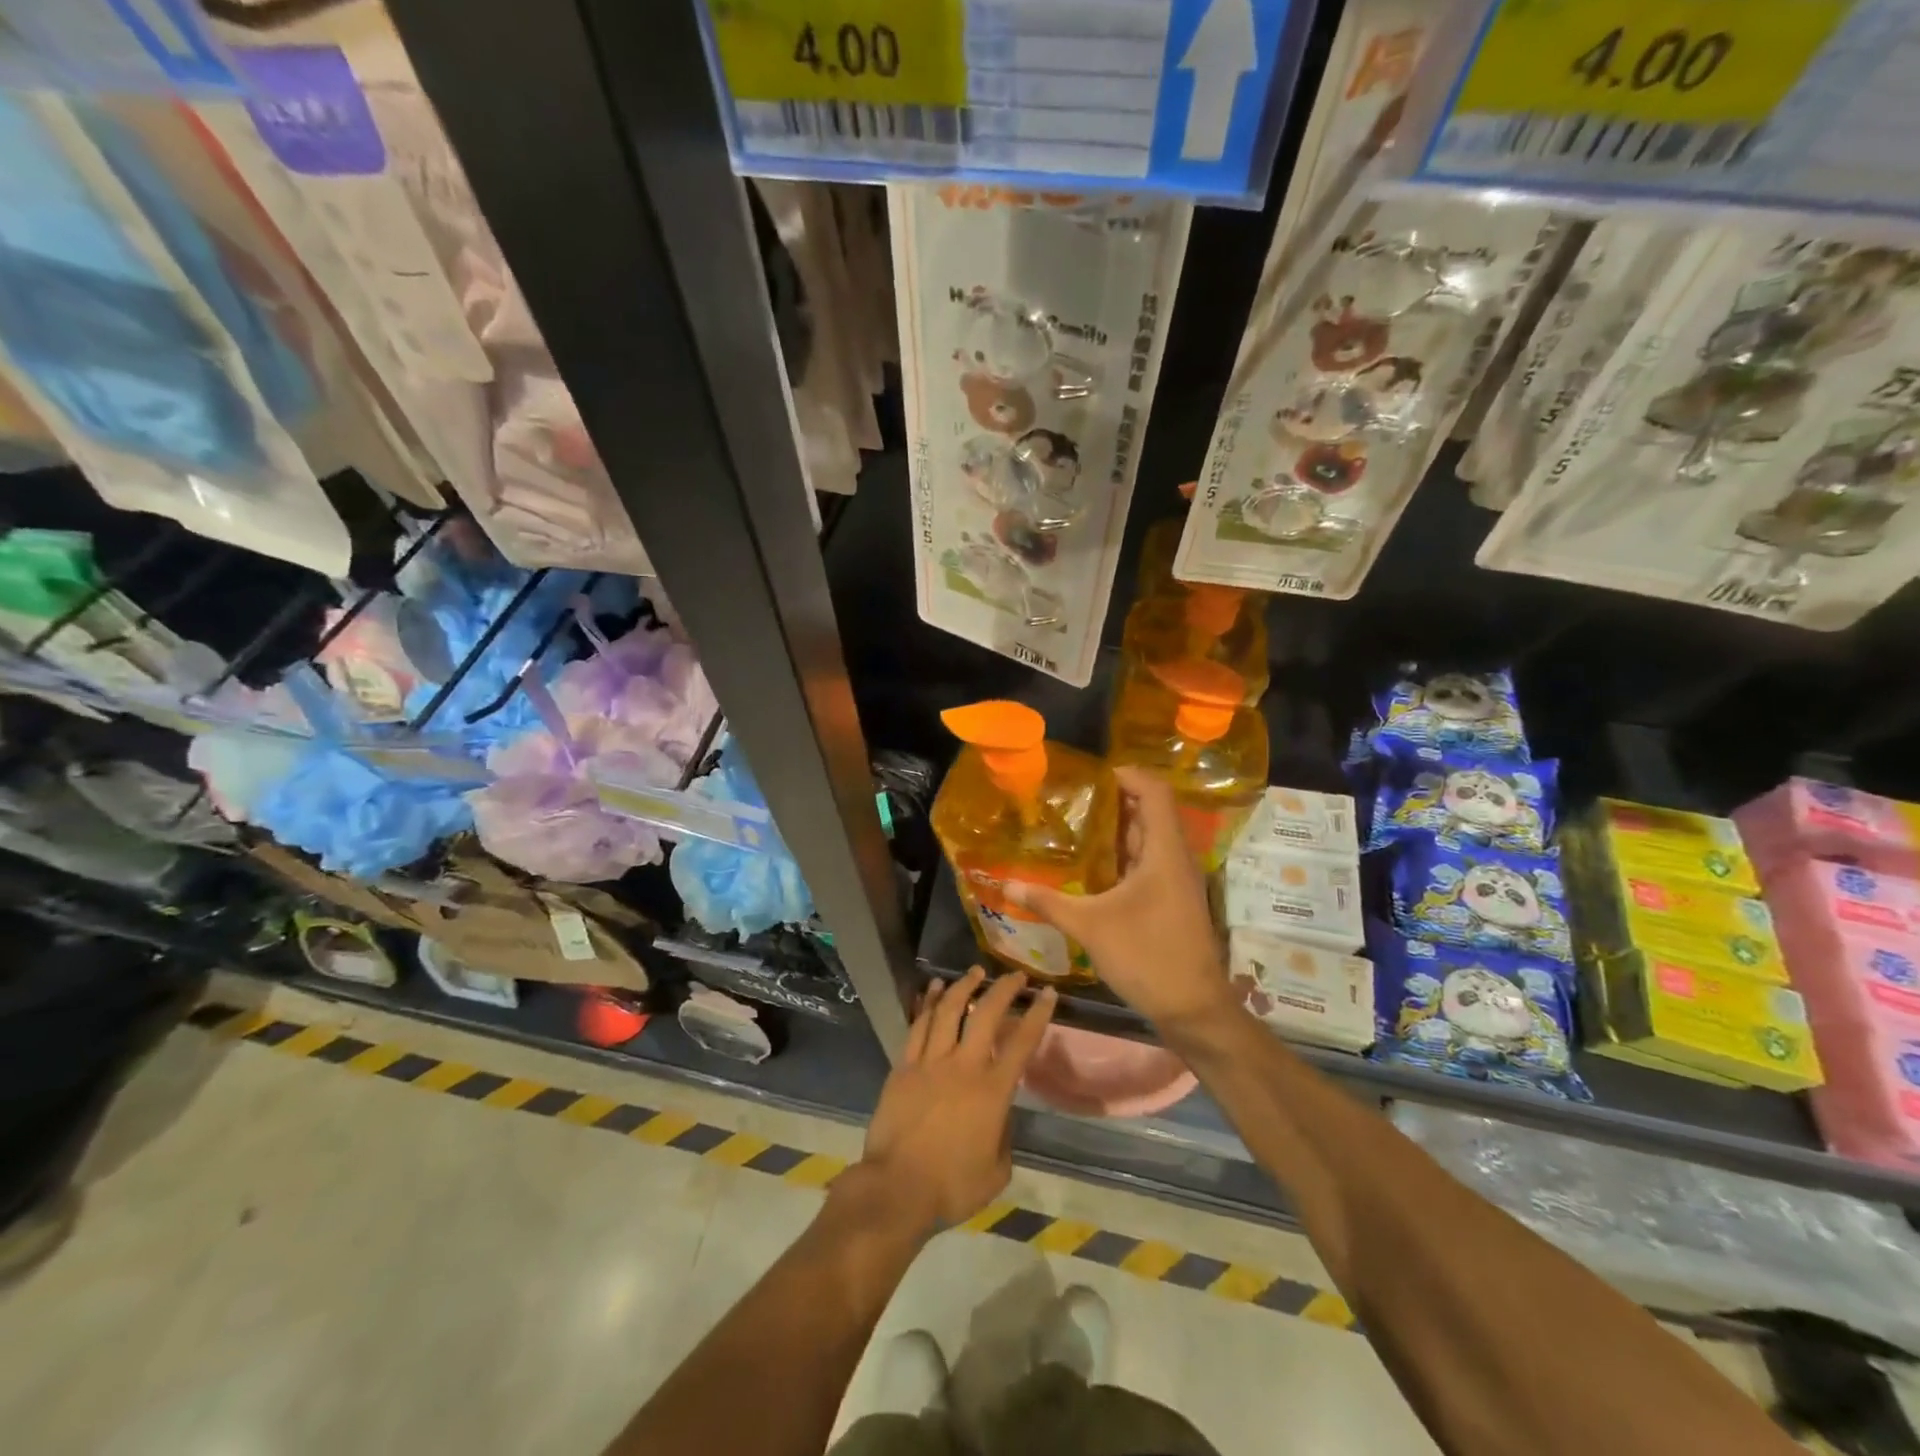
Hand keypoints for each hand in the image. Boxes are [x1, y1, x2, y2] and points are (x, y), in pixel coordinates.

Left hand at [856, 967, 1055, 1240]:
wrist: (897, 1189)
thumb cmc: (952, 1187)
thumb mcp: (997, 1171)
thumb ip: (1004, 1136)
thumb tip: (1000, 1115)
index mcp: (992, 1091)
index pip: (1022, 1043)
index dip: (1037, 1014)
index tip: (1047, 993)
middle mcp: (963, 1066)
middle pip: (985, 1014)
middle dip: (1004, 989)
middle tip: (1015, 975)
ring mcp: (930, 1062)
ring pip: (948, 1010)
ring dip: (964, 986)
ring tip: (975, 972)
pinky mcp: (904, 1066)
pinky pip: (918, 1025)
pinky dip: (928, 1002)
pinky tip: (934, 988)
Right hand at [1007, 767, 1235, 1033]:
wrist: (1194, 1008)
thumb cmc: (1147, 956)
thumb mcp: (1090, 927)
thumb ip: (1048, 902)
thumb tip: (1005, 883)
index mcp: (1164, 851)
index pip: (1154, 792)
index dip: (1128, 775)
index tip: (1093, 776)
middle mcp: (1175, 858)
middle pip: (1151, 812)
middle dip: (1115, 800)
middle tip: (1075, 800)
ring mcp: (1177, 880)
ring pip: (1150, 839)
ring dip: (1119, 829)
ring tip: (1078, 826)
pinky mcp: (1173, 900)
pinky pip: (1149, 862)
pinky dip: (1125, 855)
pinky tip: (1095, 868)